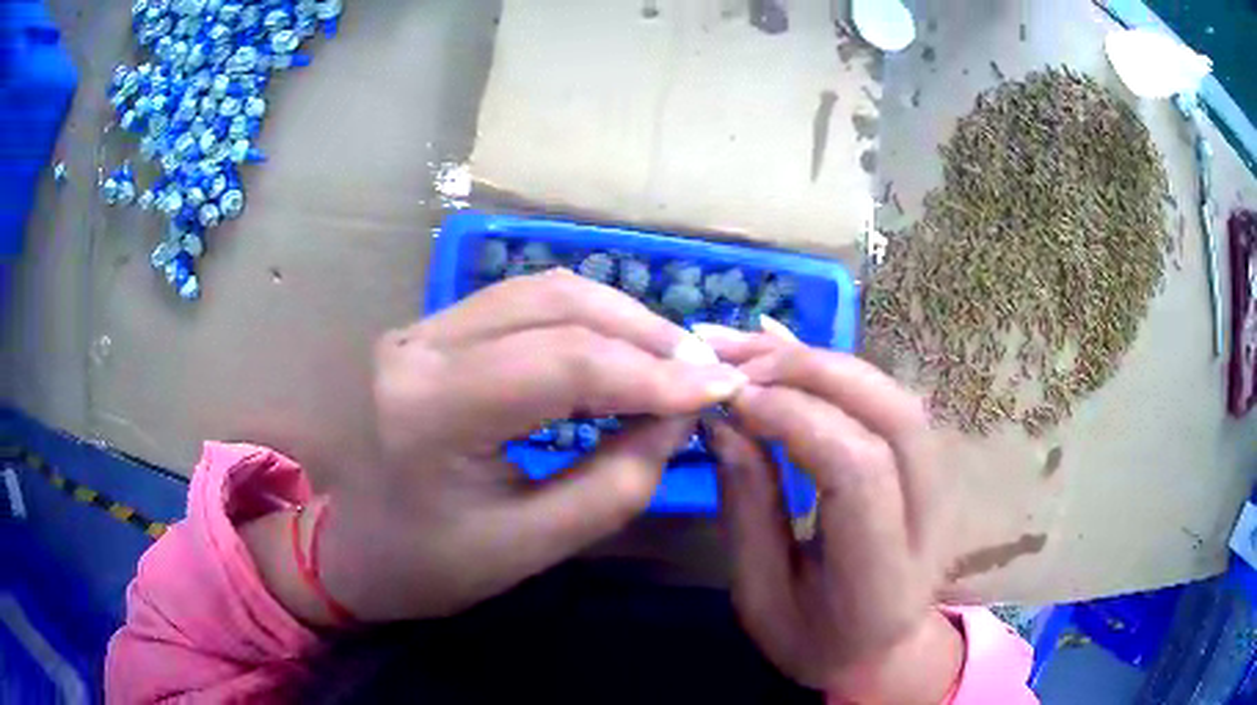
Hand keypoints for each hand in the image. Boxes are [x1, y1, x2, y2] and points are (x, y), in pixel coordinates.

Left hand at [313, 270, 747, 621]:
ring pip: (541, 291)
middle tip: (700, 369)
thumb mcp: (530, 547)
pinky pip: (520, 305)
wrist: (352, 548)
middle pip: (555, 304)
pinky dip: (582, 321)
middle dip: (642, 333)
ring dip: (616, 318)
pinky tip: (616, 351)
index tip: (718, 388)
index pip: (563, 363)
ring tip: (668, 359)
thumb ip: (617, 483)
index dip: (652, 372)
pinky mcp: (430, 329)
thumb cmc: (430, 565)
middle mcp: (419, 346)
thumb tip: (681, 415)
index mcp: (432, 410)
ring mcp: (419, 328)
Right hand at [699, 328, 960, 702]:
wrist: (886, 650)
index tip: (731, 399)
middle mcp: (929, 515)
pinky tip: (788, 348)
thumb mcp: (761, 596)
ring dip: (821, 360)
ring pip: (894, 394)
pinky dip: (836, 368)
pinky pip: (888, 399)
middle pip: (890, 413)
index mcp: (883, 569)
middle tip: (734, 357)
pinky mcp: (931, 463)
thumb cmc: (815, 640)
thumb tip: (726, 422)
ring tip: (750, 348)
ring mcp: (941, 483)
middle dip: (810, 370)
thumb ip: (749, 510)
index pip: (859, 469)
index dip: (796, 418)